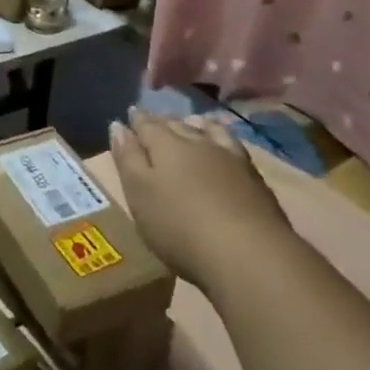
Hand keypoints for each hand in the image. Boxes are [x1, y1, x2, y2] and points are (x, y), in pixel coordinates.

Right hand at [111, 109, 289, 290]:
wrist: (250, 255)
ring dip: (193, 125)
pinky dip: (221, 137)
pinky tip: (222, 144)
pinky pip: (231, 144)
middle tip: (153, 119)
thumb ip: (127, 158)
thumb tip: (117, 125)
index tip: (129, 113)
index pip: (145, 124)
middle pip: (174, 125)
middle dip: (161, 121)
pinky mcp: (253, 177)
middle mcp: (195, 141)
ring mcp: (227, 157)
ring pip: (205, 130)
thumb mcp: (140, 194)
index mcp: (164, 145)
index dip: (136, 120)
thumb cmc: (181, 227)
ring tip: (187, 123)